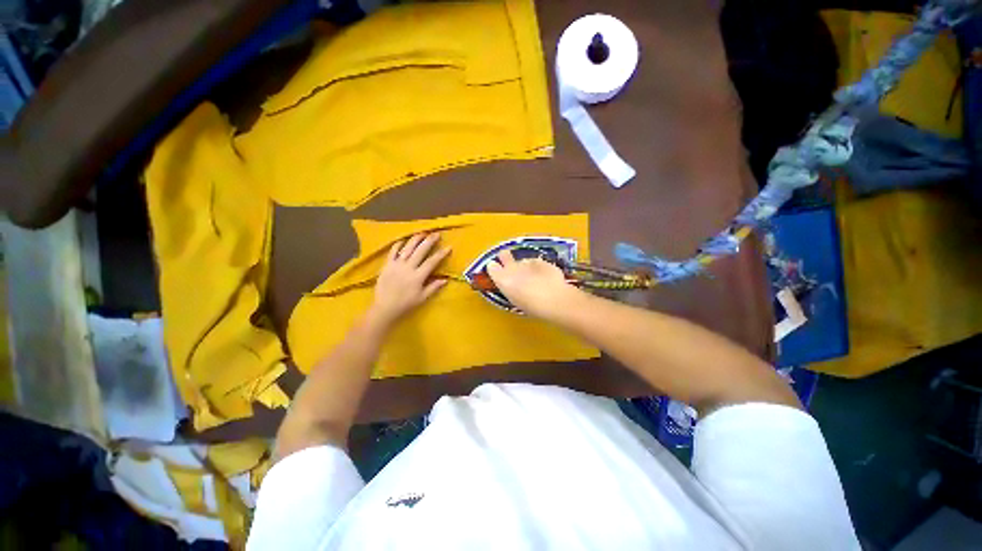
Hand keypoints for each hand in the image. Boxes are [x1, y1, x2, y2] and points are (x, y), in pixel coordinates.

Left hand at [369, 233, 449, 327]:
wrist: (385, 308)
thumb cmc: (406, 304)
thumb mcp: (422, 298)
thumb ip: (433, 287)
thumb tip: (445, 280)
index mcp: (418, 276)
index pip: (432, 262)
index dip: (441, 254)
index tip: (448, 247)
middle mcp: (408, 268)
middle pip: (420, 251)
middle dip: (429, 241)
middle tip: (436, 234)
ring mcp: (396, 265)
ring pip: (407, 248)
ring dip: (415, 239)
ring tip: (422, 233)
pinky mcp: (387, 265)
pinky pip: (393, 252)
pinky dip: (398, 245)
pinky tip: (403, 240)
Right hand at [485, 249, 579, 317]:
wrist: (554, 299)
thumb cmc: (532, 307)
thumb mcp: (515, 300)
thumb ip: (510, 289)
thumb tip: (511, 284)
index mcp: (502, 279)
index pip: (491, 266)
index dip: (495, 268)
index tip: (498, 271)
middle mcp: (512, 267)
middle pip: (504, 254)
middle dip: (506, 258)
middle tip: (511, 266)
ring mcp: (527, 261)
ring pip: (522, 260)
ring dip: (525, 266)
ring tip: (534, 278)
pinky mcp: (541, 260)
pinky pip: (536, 262)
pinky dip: (539, 267)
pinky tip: (545, 277)